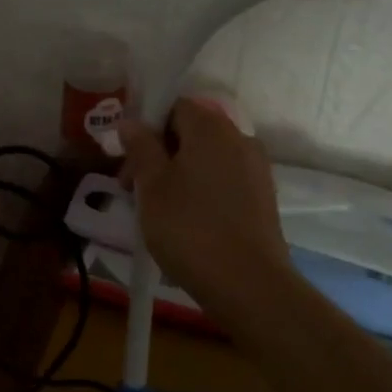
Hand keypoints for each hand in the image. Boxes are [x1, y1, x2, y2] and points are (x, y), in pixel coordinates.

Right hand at [118, 98, 291, 307]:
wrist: (249, 284)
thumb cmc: (190, 228)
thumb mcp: (152, 186)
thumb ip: (140, 147)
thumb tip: (130, 121)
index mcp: (210, 127)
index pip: (174, 107)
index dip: (146, 128)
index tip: (127, 160)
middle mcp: (239, 137)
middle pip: (191, 132)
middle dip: (160, 154)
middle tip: (133, 189)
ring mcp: (256, 168)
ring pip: (207, 159)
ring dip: (180, 174)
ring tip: (158, 210)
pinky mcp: (263, 197)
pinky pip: (225, 180)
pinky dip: (203, 190)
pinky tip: (188, 222)